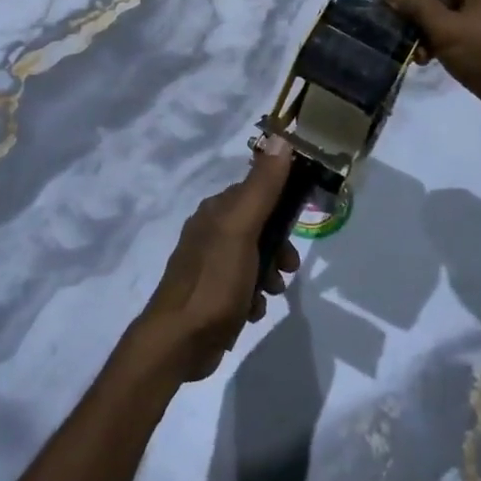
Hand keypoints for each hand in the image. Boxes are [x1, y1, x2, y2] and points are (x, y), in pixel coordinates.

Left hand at [135, 137, 299, 381]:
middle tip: (289, 266)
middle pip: (258, 227)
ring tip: (272, 291)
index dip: (281, 203)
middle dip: (278, 245)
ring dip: (269, 274)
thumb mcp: (241, 229)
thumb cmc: (214, 281)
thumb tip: (281, 138)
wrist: (179, 342)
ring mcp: (209, 265)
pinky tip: (253, 311)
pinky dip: (253, 297)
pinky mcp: (211, 295)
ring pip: (254, 259)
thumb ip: (262, 187)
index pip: (255, 190)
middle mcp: (210, 232)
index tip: (301, 221)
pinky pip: (243, 287)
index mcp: (215, 211)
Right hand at [383, 0, 480, 135]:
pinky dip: (443, 43)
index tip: (386, 1)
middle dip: (417, 10)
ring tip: (411, 51)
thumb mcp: (446, 28)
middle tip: (393, 27)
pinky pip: (463, 34)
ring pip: (451, 15)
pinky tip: (427, 60)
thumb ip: (416, 5)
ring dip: (427, 30)